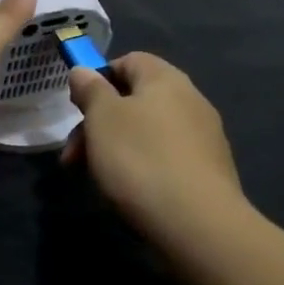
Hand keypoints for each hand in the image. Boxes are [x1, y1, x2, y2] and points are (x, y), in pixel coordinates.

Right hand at [63, 52, 247, 244]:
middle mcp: (191, 100)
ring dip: (117, 149)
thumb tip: (84, 71)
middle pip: (135, 100)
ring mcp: (204, 137)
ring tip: (97, 179)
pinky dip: (144, 169)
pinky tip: (131, 193)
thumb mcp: (102, 118)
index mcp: (165, 79)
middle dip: (99, 124)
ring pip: (148, 132)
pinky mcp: (210, 171)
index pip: (129, 60)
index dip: (99, 78)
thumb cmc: (141, 158)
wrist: (198, 224)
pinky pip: (166, 158)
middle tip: (73, 157)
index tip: (78, 107)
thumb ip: (90, 89)